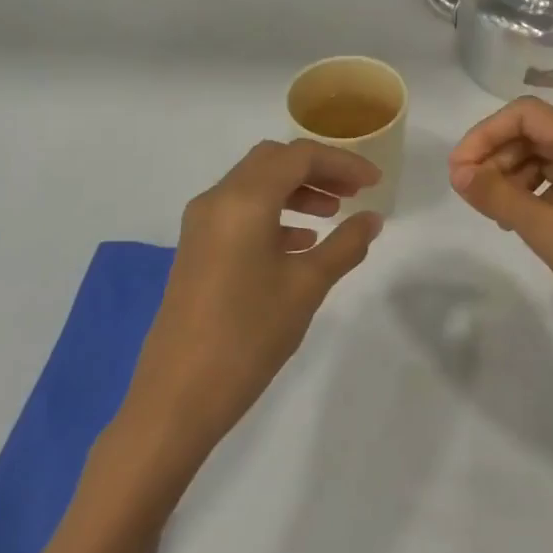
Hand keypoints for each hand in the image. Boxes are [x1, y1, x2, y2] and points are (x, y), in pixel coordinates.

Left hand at [119, 140, 384, 470]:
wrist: (178, 396)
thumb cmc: (248, 336)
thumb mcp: (306, 287)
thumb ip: (344, 246)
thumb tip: (372, 219)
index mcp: (244, 200)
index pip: (298, 156)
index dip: (342, 163)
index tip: (375, 183)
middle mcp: (217, 200)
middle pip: (273, 161)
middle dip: (317, 170)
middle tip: (353, 193)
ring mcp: (201, 225)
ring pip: (255, 185)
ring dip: (295, 189)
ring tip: (333, 214)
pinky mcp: (196, 249)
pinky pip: (240, 212)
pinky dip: (274, 213)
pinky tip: (300, 243)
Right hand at [448, 98, 552, 364]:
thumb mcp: (550, 231)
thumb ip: (499, 196)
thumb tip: (458, 172)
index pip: (525, 114)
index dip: (485, 135)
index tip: (458, 172)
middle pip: (538, 134)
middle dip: (498, 157)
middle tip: (470, 196)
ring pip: (551, 161)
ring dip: (516, 178)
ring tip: (495, 214)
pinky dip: (539, 197)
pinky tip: (524, 223)